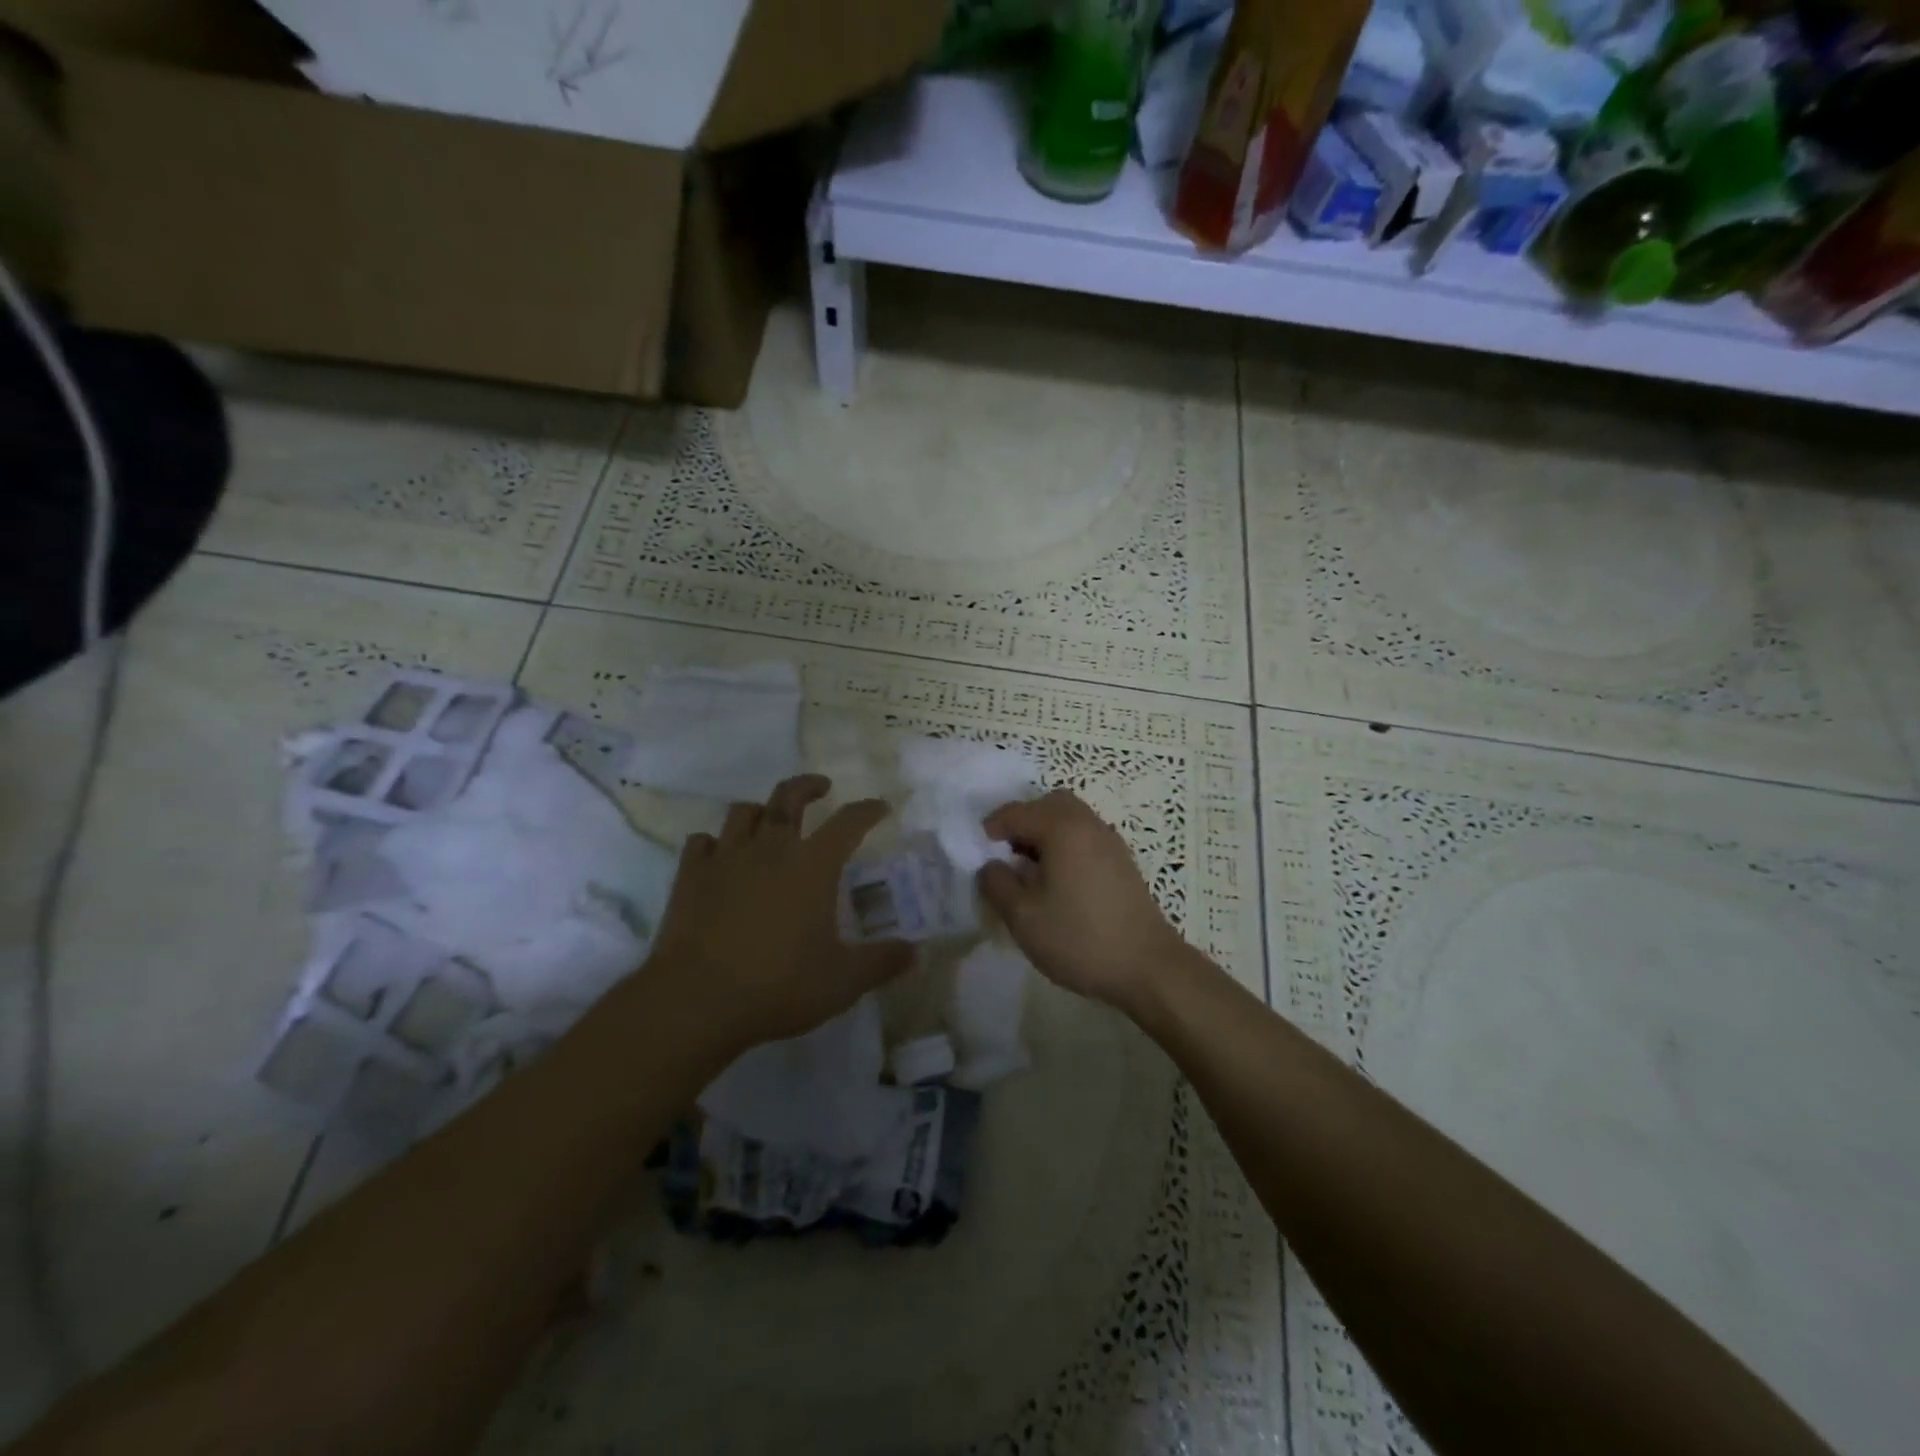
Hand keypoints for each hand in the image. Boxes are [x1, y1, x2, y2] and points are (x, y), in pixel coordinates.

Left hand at [646, 775, 911, 1051]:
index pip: (848, 822)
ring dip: (760, 810)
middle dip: (808, 785)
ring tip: (768, 820)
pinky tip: (718, 856)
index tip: (880, 806)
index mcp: (813, 865)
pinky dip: (714, 843)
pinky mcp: (690, 876)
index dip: (867, 810)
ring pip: (742, 812)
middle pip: (788, 797)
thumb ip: (882, 962)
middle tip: (821, 787)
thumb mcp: (842, 980)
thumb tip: (918, 953)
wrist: (696, 999)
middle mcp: (771, 848)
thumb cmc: (778, 984)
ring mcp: (726, 858)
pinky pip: (701, 843)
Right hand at [976, 790, 1190, 1015]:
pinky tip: (1059, 881)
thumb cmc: (1079, 938)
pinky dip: (1066, 845)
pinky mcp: (1122, 862)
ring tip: (1031, 869)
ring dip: (1046, 833)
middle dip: (1023, 821)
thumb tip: (990, 866)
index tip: (978, 849)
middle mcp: (1088, 824)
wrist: (1147, 966)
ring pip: (1071, 819)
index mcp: (1062, 829)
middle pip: (1049, 804)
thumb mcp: (1023, 917)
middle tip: (1007, 852)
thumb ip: (997, 884)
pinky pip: (1085, 837)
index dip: (992, 827)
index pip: (1017, 812)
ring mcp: (1110, 842)